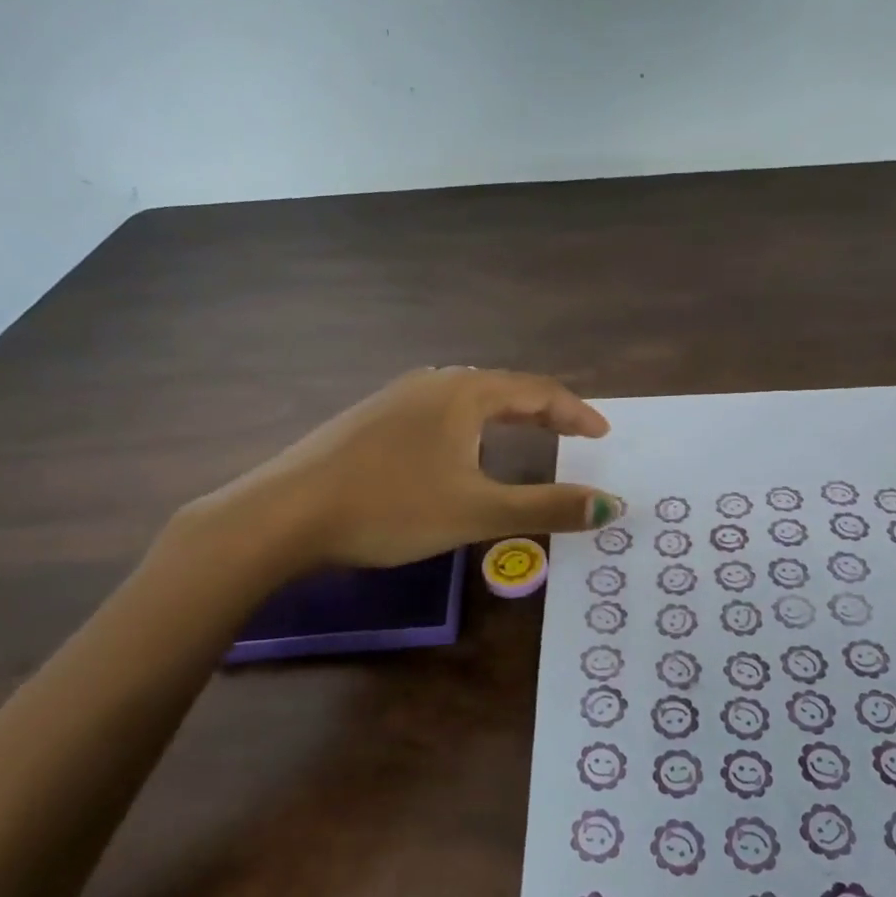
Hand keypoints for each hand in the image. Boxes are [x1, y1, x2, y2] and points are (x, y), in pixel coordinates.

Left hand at [183, 366, 622, 574]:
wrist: (284, 513)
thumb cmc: (390, 507)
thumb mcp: (477, 511)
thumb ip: (546, 507)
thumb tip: (611, 506)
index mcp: (465, 394)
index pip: (537, 390)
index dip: (576, 412)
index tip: (602, 434)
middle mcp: (433, 383)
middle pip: (504, 387)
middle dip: (544, 410)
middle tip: (573, 434)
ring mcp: (396, 397)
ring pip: (468, 397)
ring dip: (506, 415)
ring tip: (526, 436)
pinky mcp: (371, 417)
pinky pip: (439, 411)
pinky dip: (471, 425)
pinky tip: (459, 449)